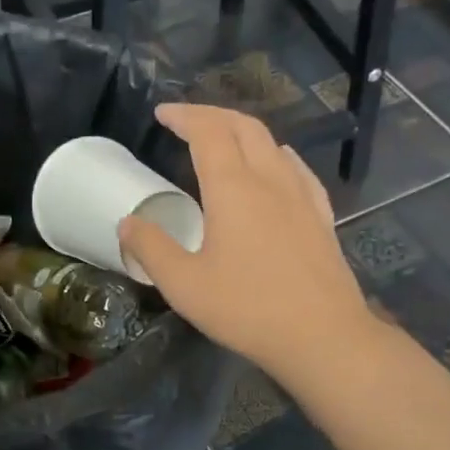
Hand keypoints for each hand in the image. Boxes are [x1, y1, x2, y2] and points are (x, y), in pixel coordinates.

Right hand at [118, 104, 380, 386]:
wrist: (321, 336)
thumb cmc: (246, 309)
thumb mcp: (184, 285)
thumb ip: (151, 248)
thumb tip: (127, 222)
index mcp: (234, 188)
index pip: (208, 132)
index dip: (184, 116)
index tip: (162, 113)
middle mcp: (270, 180)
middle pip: (244, 127)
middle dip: (213, 115)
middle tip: (187, 121)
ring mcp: (302, 196)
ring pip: (273, 144)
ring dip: (243, 132)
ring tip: (223, 141)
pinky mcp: (321, 217)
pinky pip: (297, 169)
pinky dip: (276, 155)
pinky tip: (277, 166)